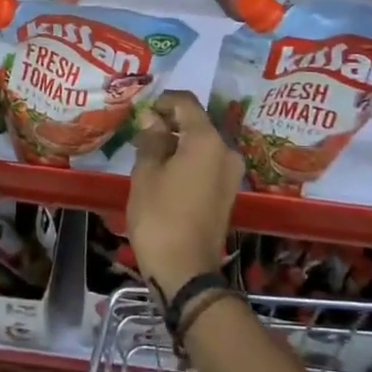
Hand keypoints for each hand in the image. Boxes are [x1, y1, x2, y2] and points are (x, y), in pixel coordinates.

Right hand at [126, 92, 240, 297]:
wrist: (185, 270)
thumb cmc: (160, 216)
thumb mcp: (146, 173)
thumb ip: (151, 139)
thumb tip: (151, 119)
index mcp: (207, 140)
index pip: (186, 103)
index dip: (162, 101)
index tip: (141, 110)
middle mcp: (226, 151)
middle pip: (197, 122)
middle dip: (169, 122)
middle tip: (141, 132)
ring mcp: (230, 174)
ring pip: (202, 144)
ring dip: (178, 142)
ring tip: (149, 151)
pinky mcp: (227, 192)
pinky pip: (207, 163)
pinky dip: (187, 159)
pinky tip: (165, 171)